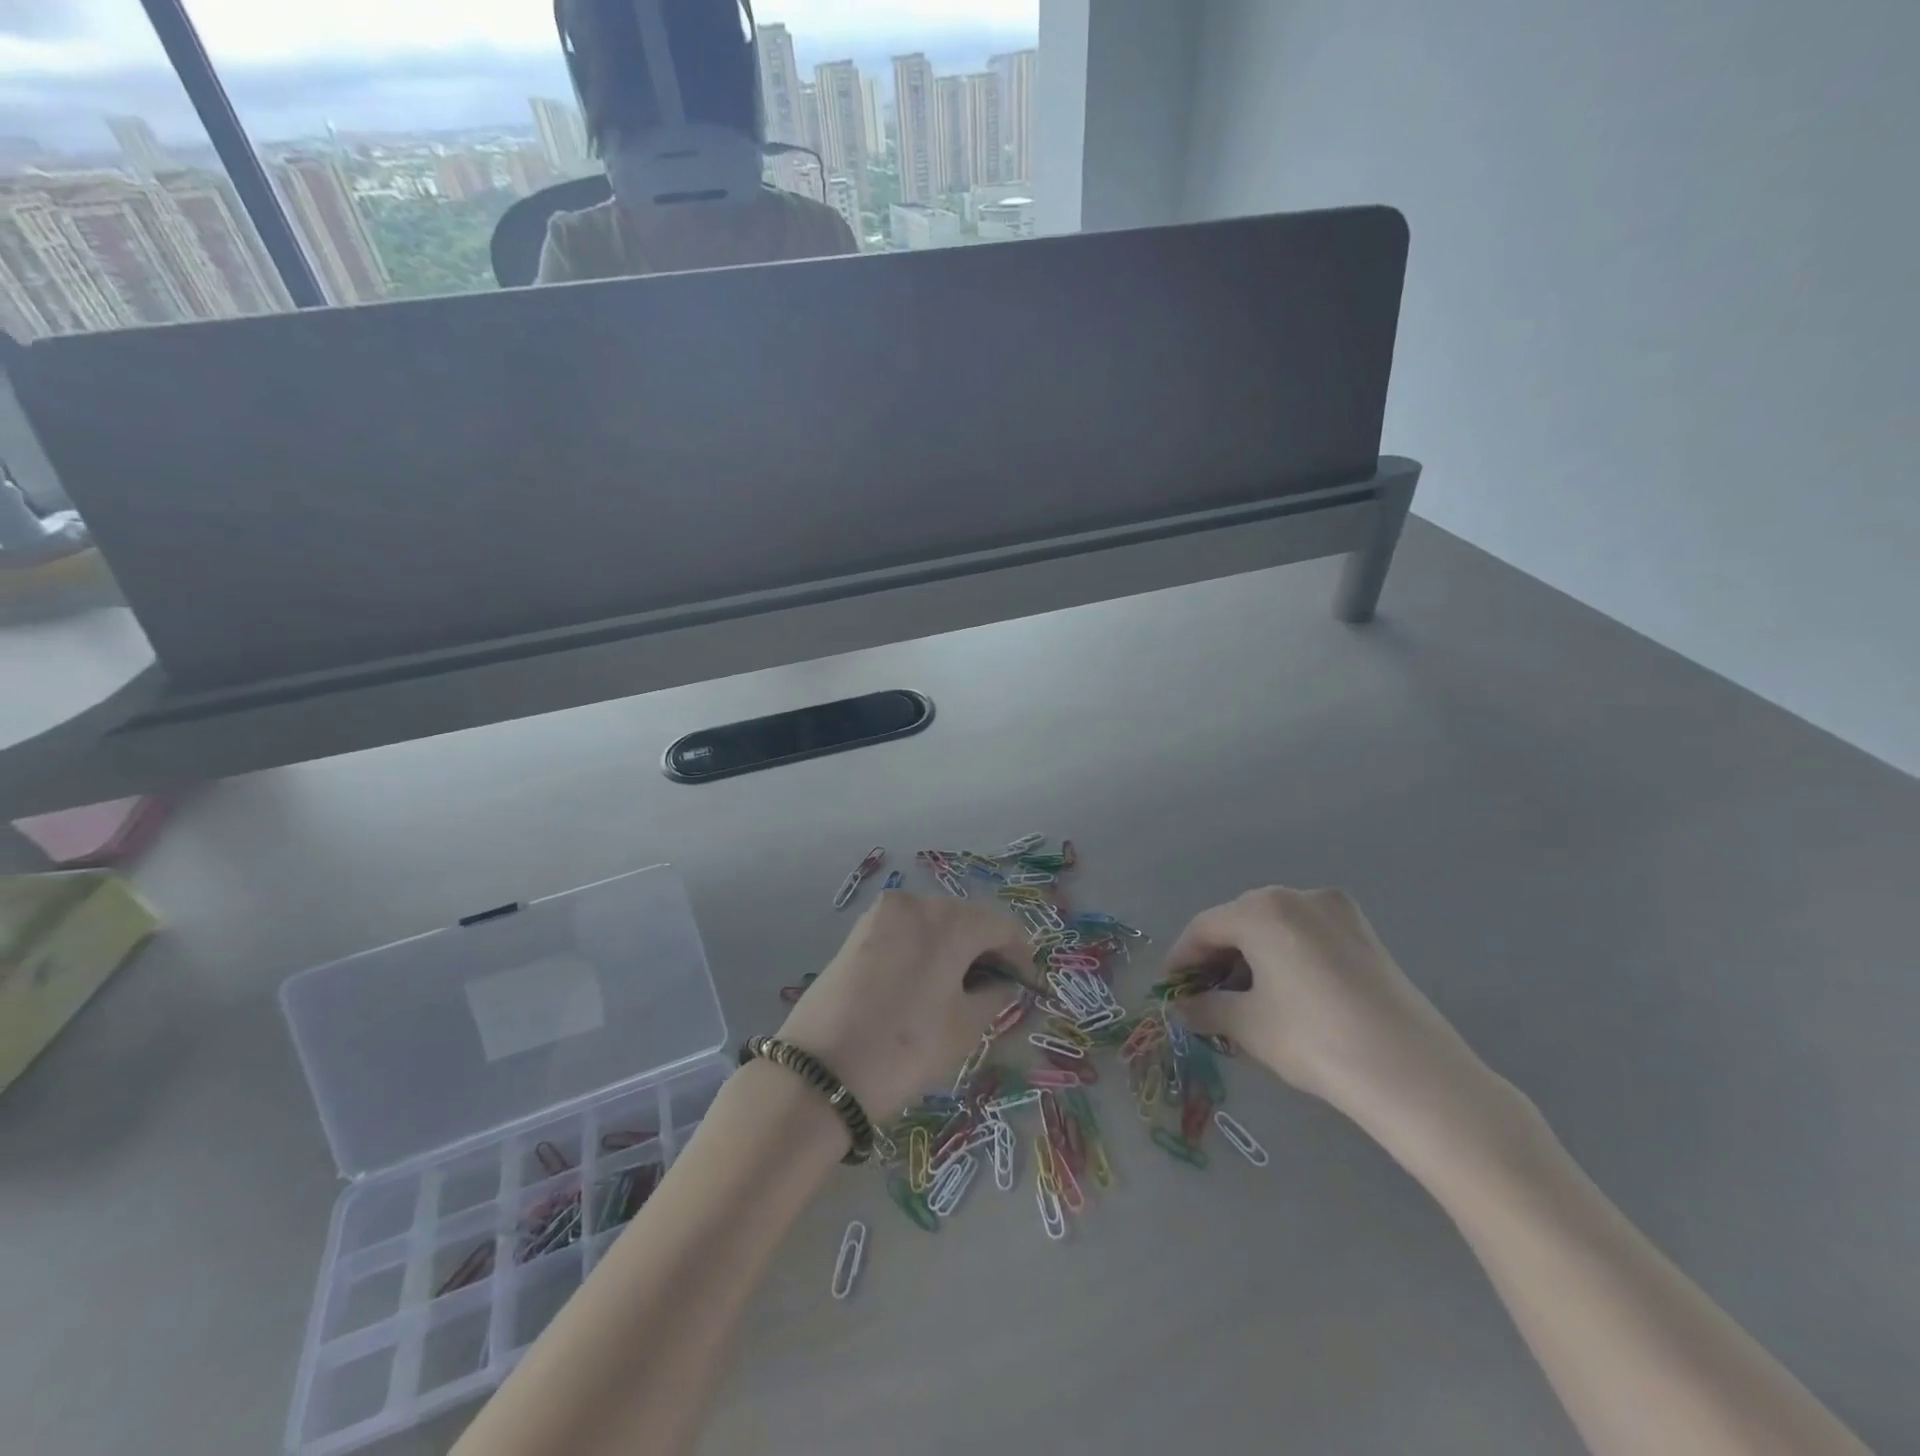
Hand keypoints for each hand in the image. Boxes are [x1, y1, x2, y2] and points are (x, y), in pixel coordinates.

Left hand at [777, 891, 1029, 1121]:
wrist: (820, 1073)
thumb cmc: (905, 1048)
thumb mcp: (965, 1027)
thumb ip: (995, 995)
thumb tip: (1001, 983)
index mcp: (948, 919)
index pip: (1002, 926)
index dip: (1022, 956)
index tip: (1028, 987)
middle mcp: (916, 903)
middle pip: (968, 918)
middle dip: (987, 950)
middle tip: (997, 990)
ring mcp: (881, 915)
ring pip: (934, 923)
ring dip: (955, 948)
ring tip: (961, 990)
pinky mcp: (858, 933)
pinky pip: (906, 932)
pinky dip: (925, 950)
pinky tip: (926, 983)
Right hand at [1166, 886, 1520, 1151]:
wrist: (1416, 1076)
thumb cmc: (1316, 1041)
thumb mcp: (1248, 1026)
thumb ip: (1205, 1009)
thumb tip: (1181, 1008)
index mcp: (1263, 909)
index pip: (1204, 927)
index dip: (1180, 959)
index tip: (1170, 991)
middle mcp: (1298, 895)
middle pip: (1240, 921)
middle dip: (1217, 958)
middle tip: (1204, 998)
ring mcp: (1338, 911)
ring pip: (1275, 928)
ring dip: (1251, 958)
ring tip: (1244, 1001)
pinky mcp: (1365, 933)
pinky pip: (1307, 936)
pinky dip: (1285, 957)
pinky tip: (1284, 995)